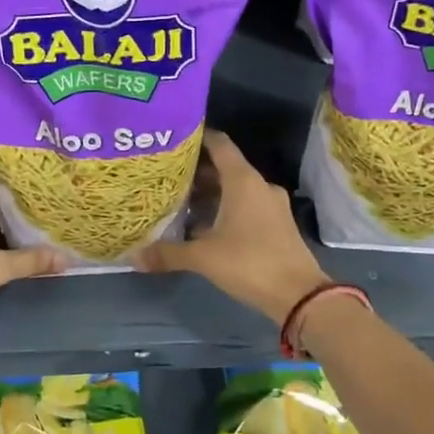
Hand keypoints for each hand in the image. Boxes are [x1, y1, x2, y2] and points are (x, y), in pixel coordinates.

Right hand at [135, 131, 328, 321]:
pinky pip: (247, 204)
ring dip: (212, 191)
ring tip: (181, 200)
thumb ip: (168, 253)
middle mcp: (259, 185)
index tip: (174, 140)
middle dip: (198, 170)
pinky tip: (205, 224)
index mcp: (243, 180)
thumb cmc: (249, 263)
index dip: (198, 138)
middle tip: (168, 175)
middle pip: (226, 166)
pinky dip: (226, 207)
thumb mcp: (203, 258)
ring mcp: (272, 204)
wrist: (299, 295)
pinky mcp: (277, 222)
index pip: (219, 144)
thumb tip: (134, 256)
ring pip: (237, 187)